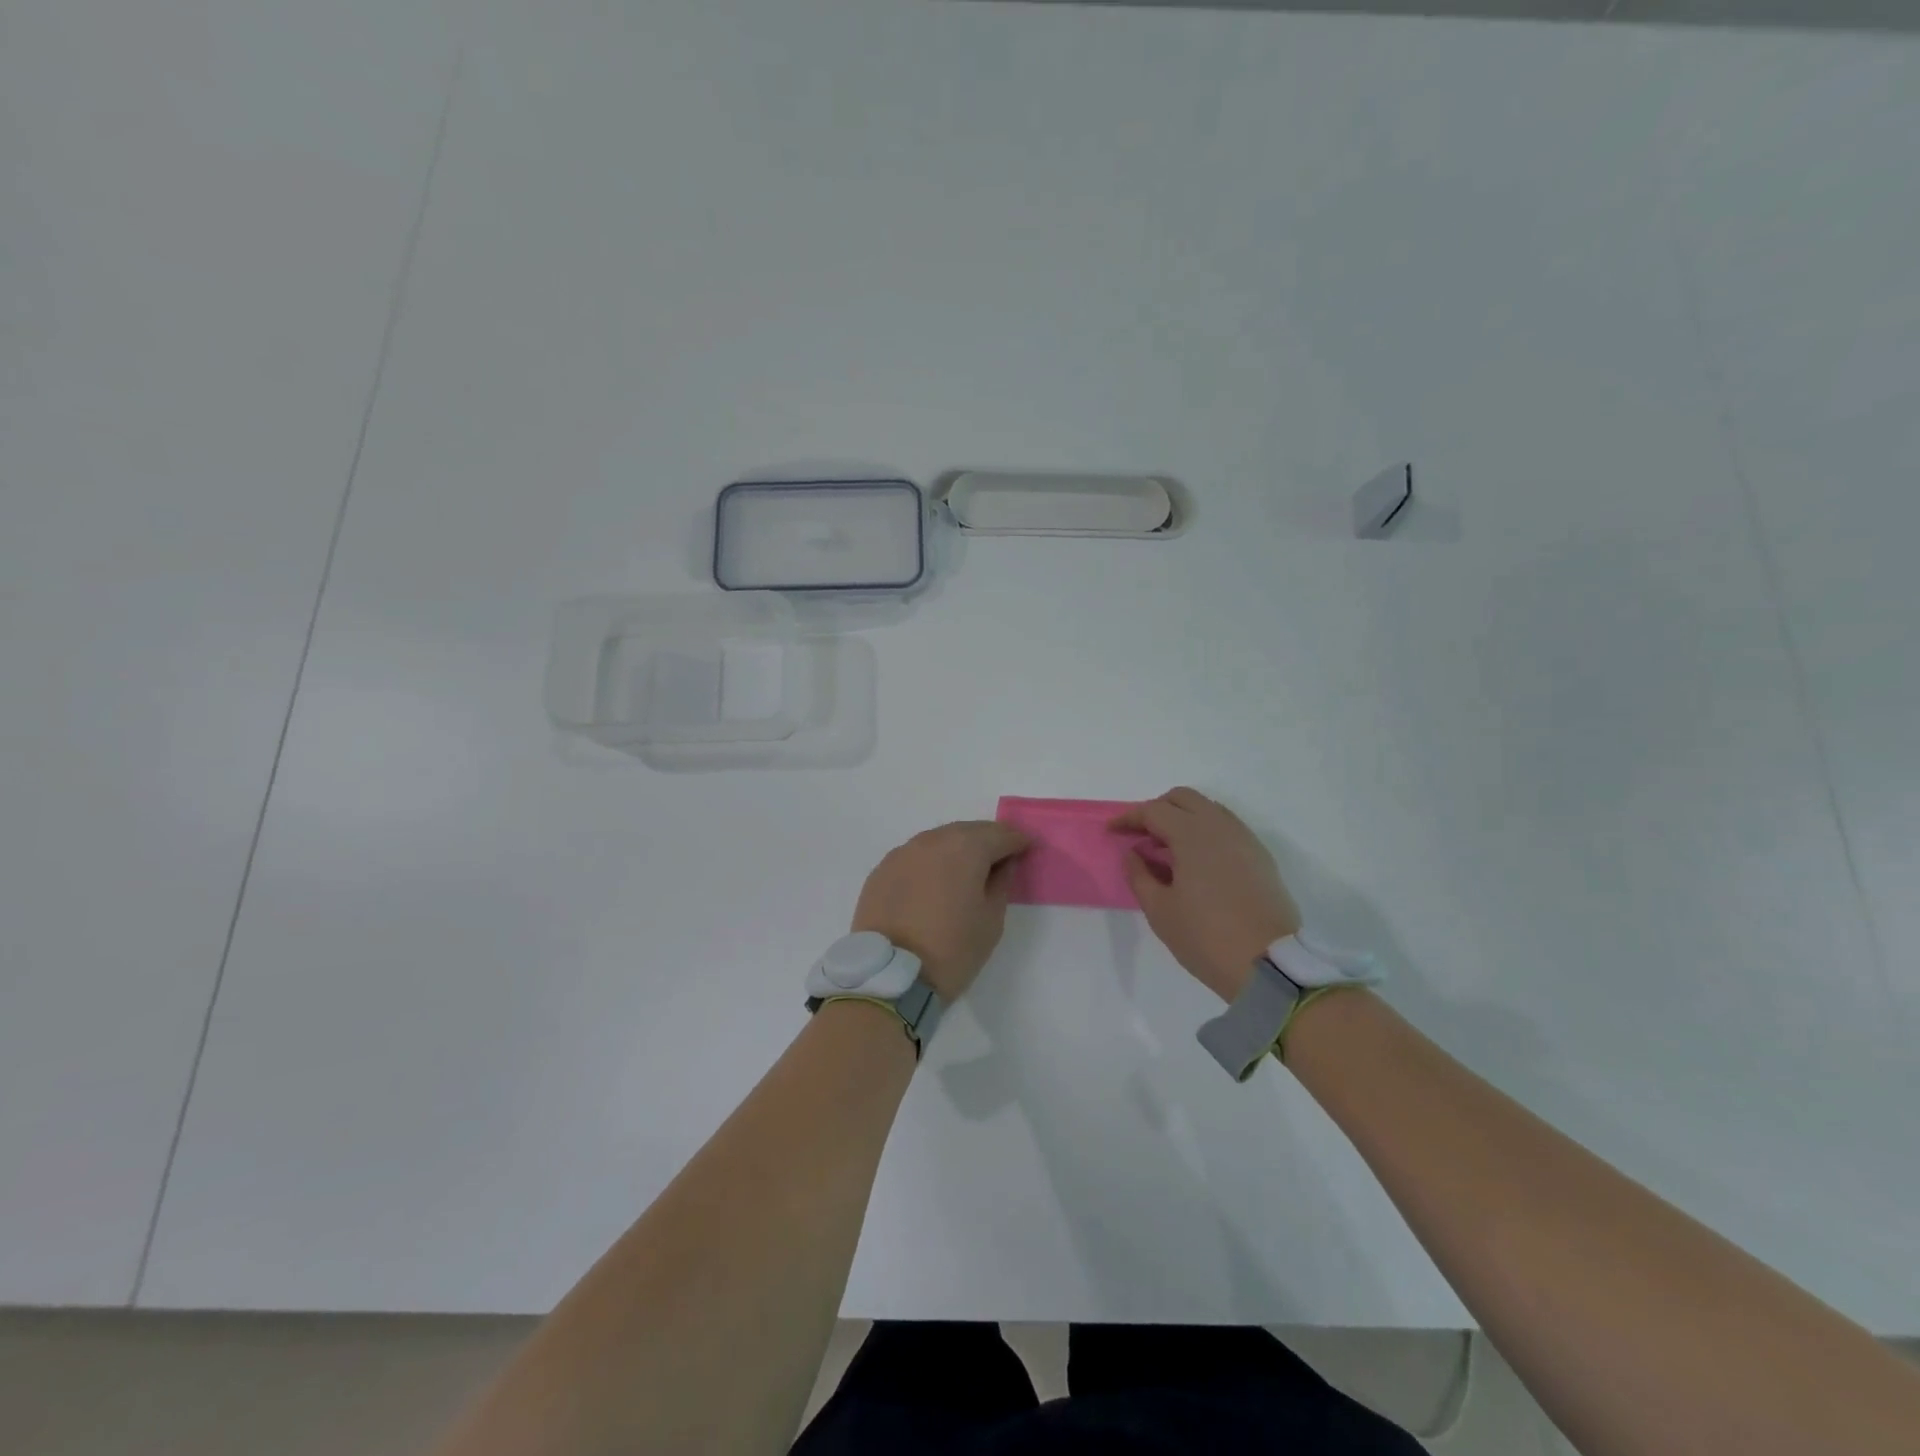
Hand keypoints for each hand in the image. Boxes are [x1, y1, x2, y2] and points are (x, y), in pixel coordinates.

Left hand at [851, 821, 1030, 1002]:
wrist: (890, 976)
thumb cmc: (952, 949)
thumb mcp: (991, 919)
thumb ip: (1001, 882)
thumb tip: (1003, 863)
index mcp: (965, 847)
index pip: (1000, 834)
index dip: (1018, 841)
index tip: (1028, 849)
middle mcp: (932, 840)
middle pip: (968, 831)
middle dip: (987, 840)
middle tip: (1000, 858)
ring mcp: (903, 852)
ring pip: (939, 841)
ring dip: (957, 849)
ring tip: (967, 871)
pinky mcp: (882, 869)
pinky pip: (915, 857)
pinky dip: (931, 863)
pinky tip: (935, 883)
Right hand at [1112, 788, 1300, 1002]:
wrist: (1270, 966)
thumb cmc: (1206, 937)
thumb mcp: (1160, 911)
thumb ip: (1139, 875)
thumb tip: (1134, 853)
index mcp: (1192, 835)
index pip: (1154, 811)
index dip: (1129, 818)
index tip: (1112, 832)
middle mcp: (1220, 827)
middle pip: (1184, 798)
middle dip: (1157, 809)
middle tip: (1141, 835)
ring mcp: (1245, 839)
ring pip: (1208, 809)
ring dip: (1183, 818)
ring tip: (1167, 848)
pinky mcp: (1260, 857)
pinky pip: (1227, 827)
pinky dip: (1205, 831)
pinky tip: (1197, 861)